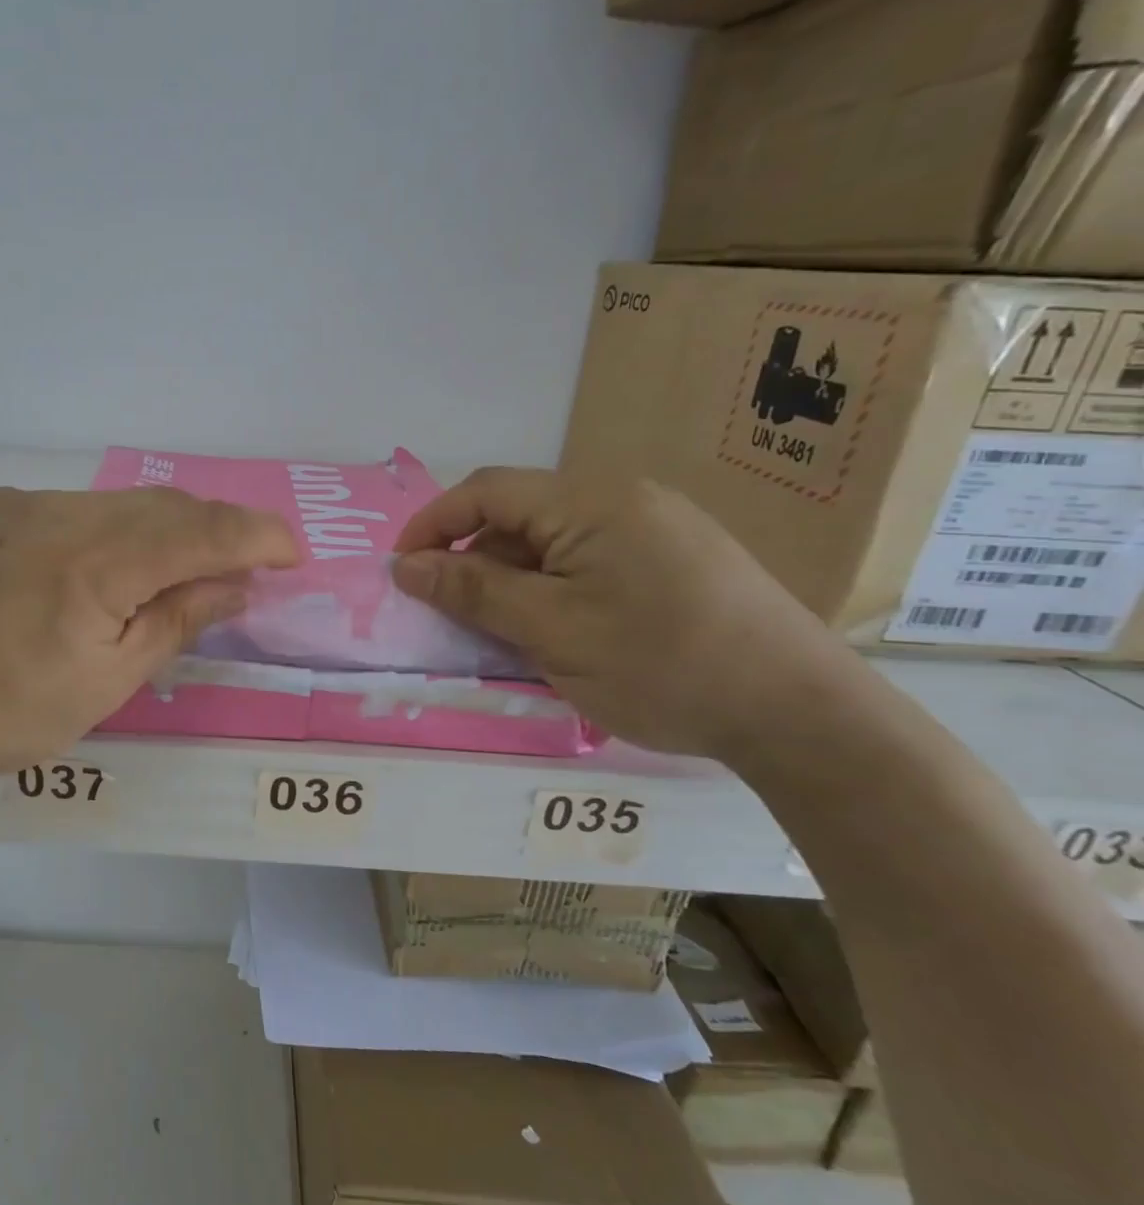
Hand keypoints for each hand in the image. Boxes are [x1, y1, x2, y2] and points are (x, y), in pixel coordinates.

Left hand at [0, 486, 298, 795]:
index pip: (200, 530)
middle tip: (241, 566)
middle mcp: (59, 512)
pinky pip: (67, 510)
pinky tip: (95, 572)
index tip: (292, 551)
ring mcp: (14, 504)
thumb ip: (174, 622)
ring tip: (172, 572)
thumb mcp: (102, 684)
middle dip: (214, 529)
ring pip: (113, 504)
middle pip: (162, 505)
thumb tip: (233, 585)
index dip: (256, 535)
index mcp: (95, 561)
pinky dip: (104, 532)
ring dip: (157, 531)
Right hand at [392, 468, 858, 759]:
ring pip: (553, 541)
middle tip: (452, 614)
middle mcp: (623, 498)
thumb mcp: (551, 631)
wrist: (802, 713)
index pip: (486, 491)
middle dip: (473, 558)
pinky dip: (553, 587)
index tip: (402, 572)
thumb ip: (473, 591)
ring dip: (513, 578)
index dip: (433, 524)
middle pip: (519, 514)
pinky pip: (589, 559)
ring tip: (504, 632)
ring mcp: (656, 527)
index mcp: (591, 502)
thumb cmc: (662, 665)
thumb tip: (406, 566)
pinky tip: (558, 631)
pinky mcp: (676, 558)